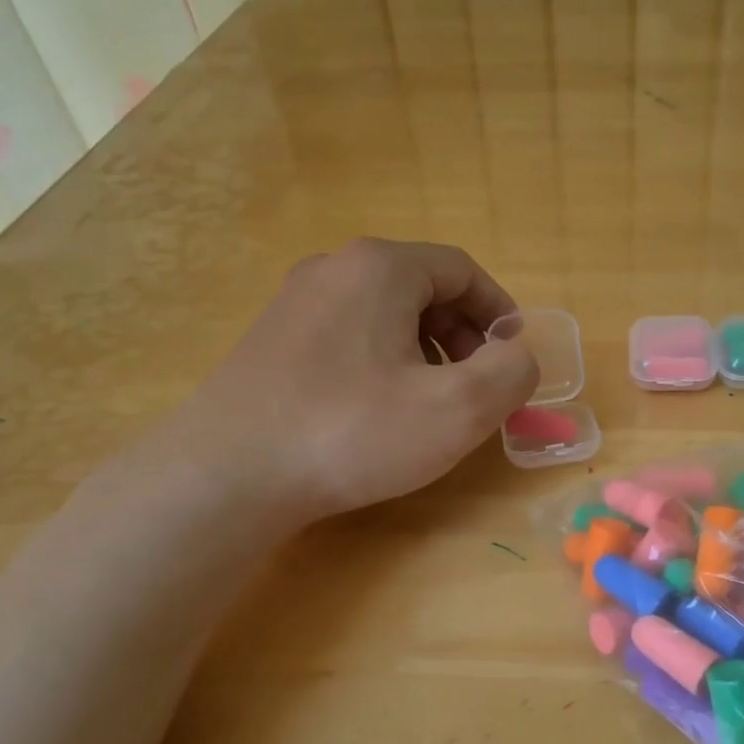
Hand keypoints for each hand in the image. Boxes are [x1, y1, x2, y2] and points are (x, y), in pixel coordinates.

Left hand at [155, 238, 538, 523]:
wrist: (228, 475)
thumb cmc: (353, 432)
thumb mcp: (458, 408)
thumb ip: (511, 372)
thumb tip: (516, 356)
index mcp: (380, 268)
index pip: (462, 270)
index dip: (499, 312)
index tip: (513, 356)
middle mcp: (333, 269)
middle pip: (422, 289)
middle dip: (462, 335)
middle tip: (475, 387)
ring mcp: (294, 304)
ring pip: (384, 315)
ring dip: (424, 352)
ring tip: (428, 404)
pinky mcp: (270, 342)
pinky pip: (348, 337)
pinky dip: (381, 363)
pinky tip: (376, 413)